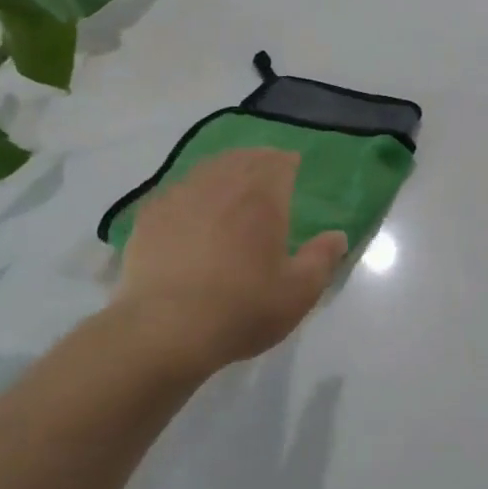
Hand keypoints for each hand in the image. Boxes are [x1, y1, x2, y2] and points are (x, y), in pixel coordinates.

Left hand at [108, 149, 346, 380]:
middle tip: (266, 172)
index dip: (288, 162)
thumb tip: (337, 236)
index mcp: (262, 196)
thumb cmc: (242, 308)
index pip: (279, 162)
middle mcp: (221, 185)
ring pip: (207, 169)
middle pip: (243, 158)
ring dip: (223, 172)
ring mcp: (180, 197)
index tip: (294, 168)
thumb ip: (322, 258)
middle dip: (258, 160)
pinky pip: (176, 191)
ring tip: (229, 187)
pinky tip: (190, 211)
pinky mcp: (149, 217)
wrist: (164, 330)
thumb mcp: (299, 292)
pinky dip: (191, 193)